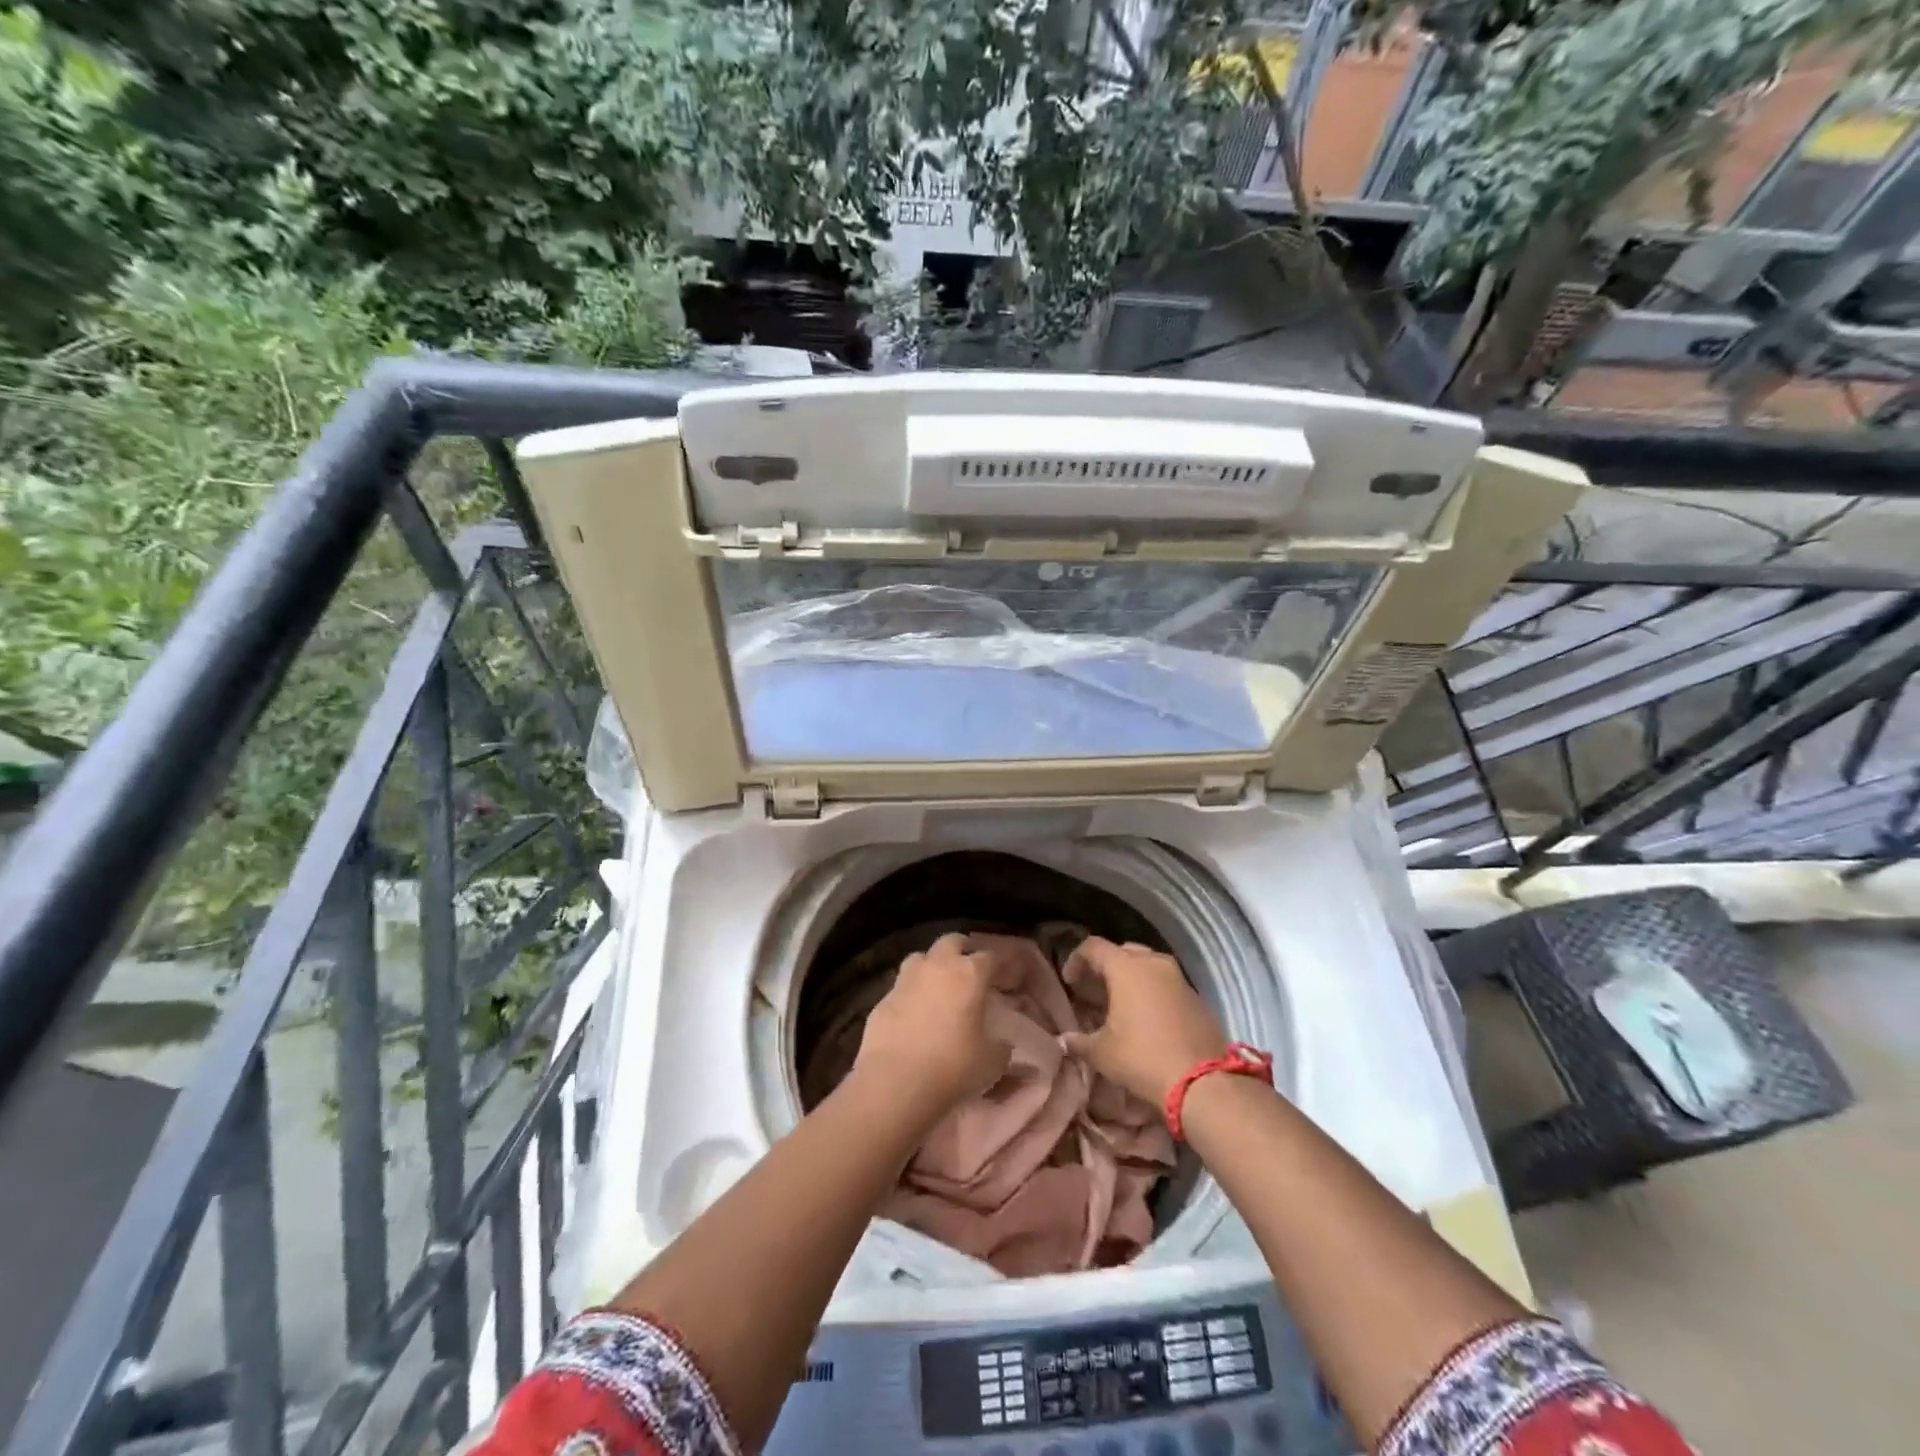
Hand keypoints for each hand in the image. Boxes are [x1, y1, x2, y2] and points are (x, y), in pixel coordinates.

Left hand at [853, 932, 1011, 1118]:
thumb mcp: (991, 1063)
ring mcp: (906, 980)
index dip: (1000, 965)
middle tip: (971, 970)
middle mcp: (937, 967)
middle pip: (952, 942)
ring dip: (932, 966)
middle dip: (963, 950)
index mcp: (969, 974)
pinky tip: (914, 1014)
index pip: (990, 957)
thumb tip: (1003, 1044)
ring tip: (939, 986)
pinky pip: (901, 987)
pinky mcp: (882, 999)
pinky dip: (911, 993)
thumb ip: (1001, 1048)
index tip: (1006, 978)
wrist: (895, 1082)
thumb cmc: (952, 1067)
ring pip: (921, 957)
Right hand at [1060, 937, 1228, 1105]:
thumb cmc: (1143, 1058)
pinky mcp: (1195, 996)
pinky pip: (1166, 981)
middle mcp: (1153, 963)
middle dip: (1105, 966)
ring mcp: (1178, 977)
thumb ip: (1079, 1042)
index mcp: (1125, 968)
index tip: (1070, 981)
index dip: (1076, 960)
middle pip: (1122, 951)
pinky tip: (1146, 1016)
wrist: (1203, 1082)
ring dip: (1131, 977)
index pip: (1093, 947)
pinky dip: (1151, 990)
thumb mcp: (1102, 1053)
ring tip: (1120, 1001)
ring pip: (1147, 964)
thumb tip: (1065, 1040)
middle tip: (1094, 989)